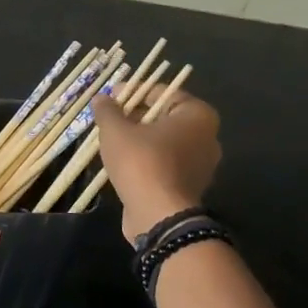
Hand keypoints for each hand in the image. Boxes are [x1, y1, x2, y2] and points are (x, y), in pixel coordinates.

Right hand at [91, 89, 221, 241]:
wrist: (159, 216)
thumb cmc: (142, 163)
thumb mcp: (116, 131)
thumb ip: (108, 111)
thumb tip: (101, 98)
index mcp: (197, 115)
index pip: (163, 92)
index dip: (134, 91)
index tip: (111, 97)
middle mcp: (207, 136)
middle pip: (165, 117)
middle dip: (136, 116)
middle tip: (109, 119)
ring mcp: (202, 164)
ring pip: (165, 142)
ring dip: (140, 139)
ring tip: (112, 141)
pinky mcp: (191, 186)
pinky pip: (166, 163)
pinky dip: (147, 160)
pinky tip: (124, 163)